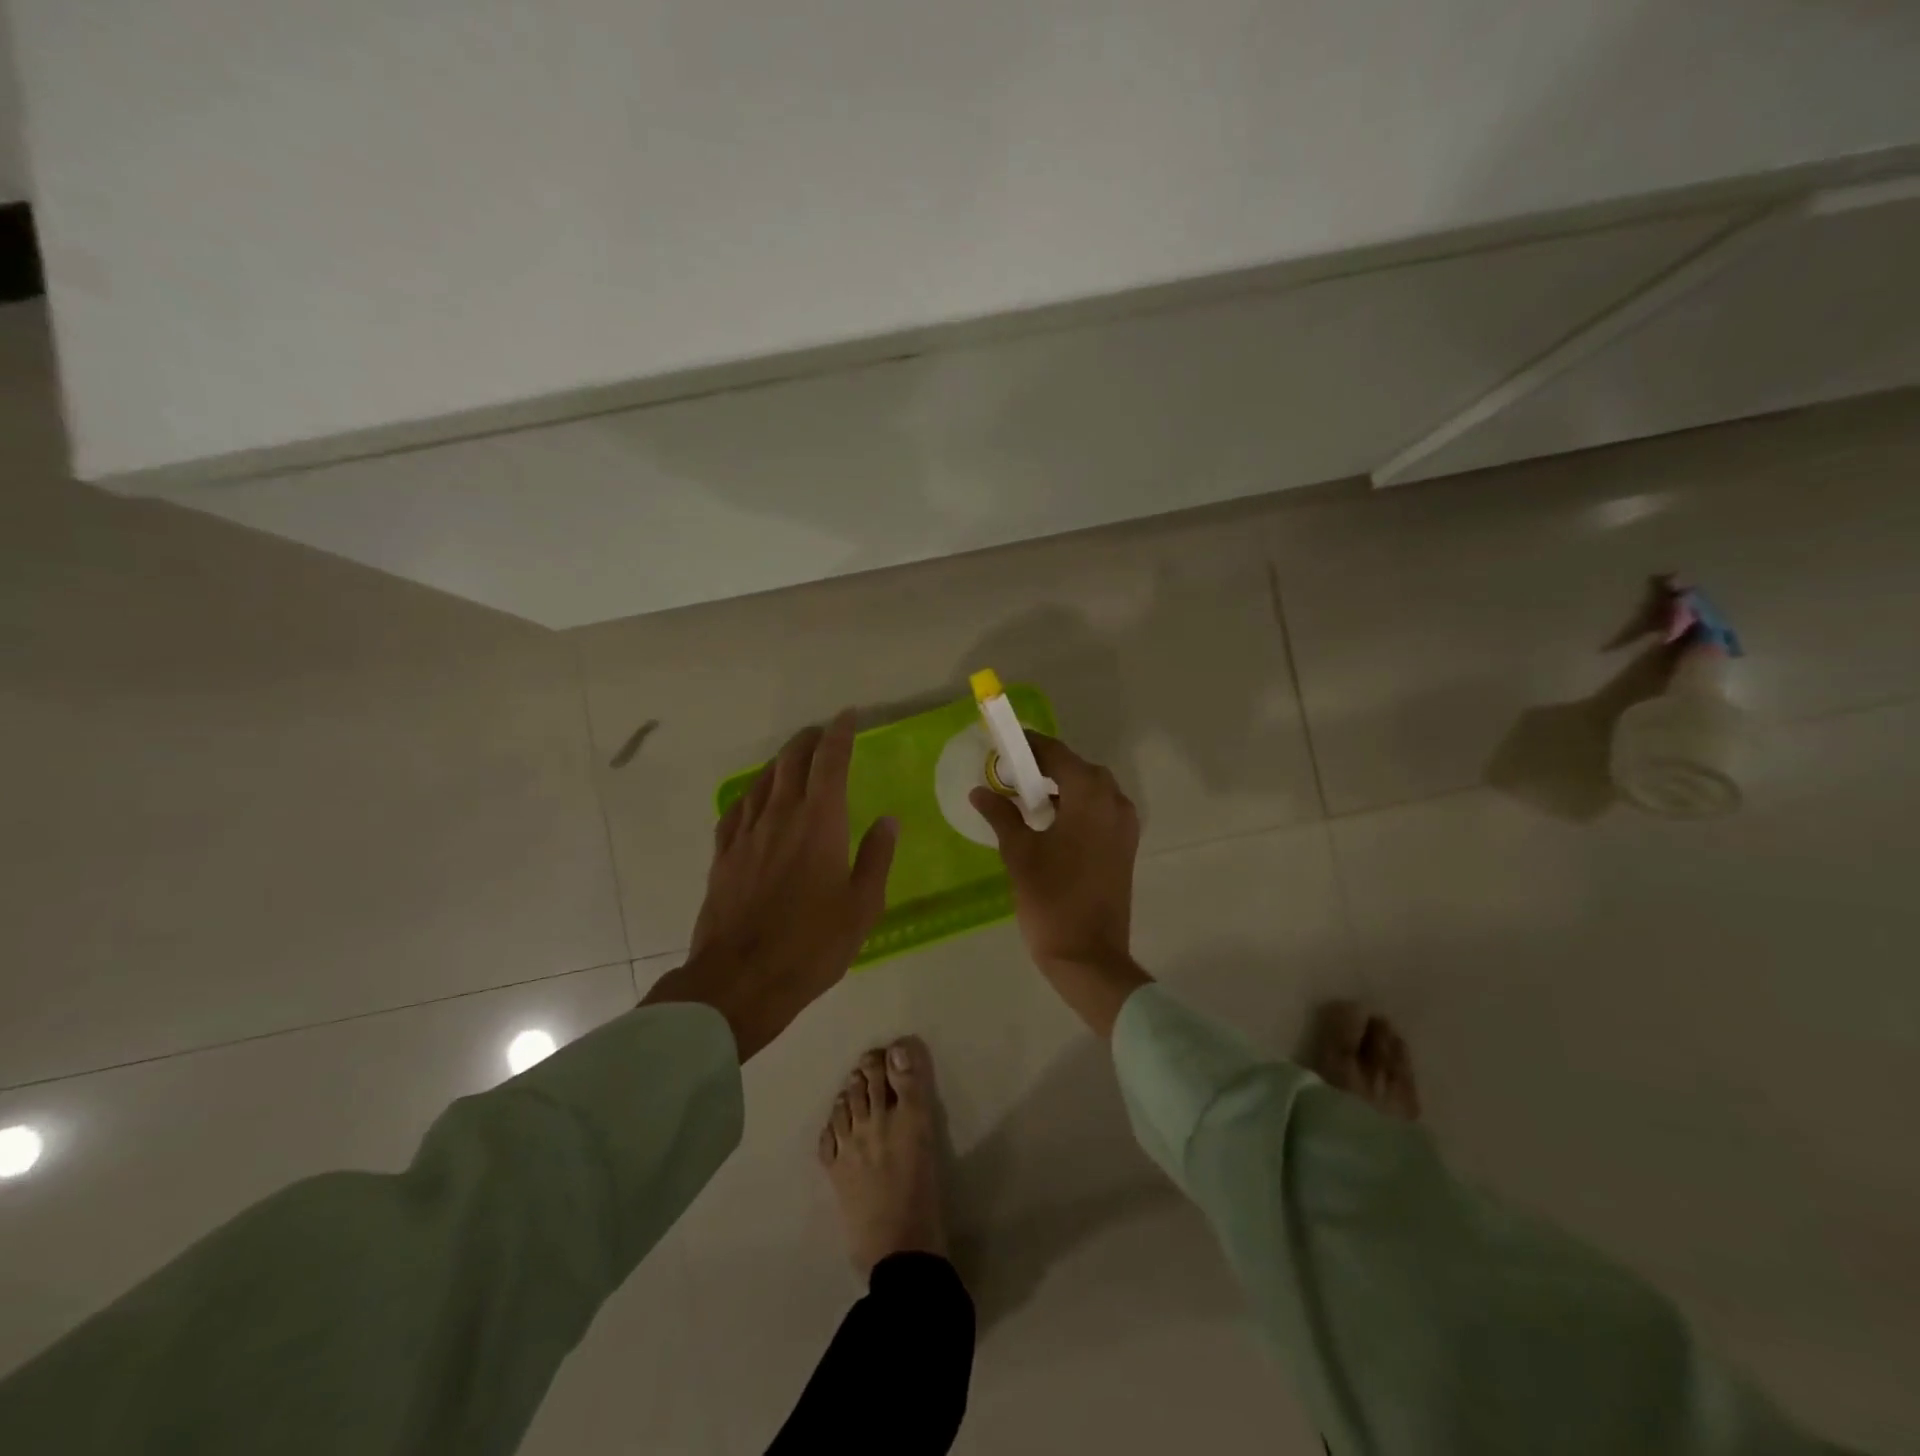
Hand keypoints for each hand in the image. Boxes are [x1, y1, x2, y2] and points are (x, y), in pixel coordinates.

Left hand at [645, 710, 897, 1059]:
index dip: (840, 734)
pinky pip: (737, 810)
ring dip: (781, 762)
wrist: (740, 981)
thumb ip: (876, 858)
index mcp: (820, 823)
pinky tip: (755, 800)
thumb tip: (888, 820)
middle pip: (792, 762)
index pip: (830, 762)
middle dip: (809, 740)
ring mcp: (747, 835)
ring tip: (794, 759)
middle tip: (823, 733)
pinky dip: (752, 794)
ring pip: (763, 781)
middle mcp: (781, 817)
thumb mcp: (862, 907)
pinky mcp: (723, 857)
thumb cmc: (812, 946)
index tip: (848, 716)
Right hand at [970, 733, 1151, 1035]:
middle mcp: (1114, 802)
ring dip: (1062, 787)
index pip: (1058, 754)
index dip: (1030, 746)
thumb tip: (980, 791)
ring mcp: (1124, 826)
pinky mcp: (1124, 847)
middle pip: (1078, 769)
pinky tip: (1049, 823)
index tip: (1003, 744)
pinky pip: (1100, 811)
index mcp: (1091, 797)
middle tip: (1011, 774)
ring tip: (1026, 798)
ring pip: (1092, 790)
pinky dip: (1076, 807)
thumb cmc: (1051, 899)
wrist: (1089, 956)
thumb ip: (1001, 815)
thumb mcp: (1019, 853)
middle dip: (1046, 766)